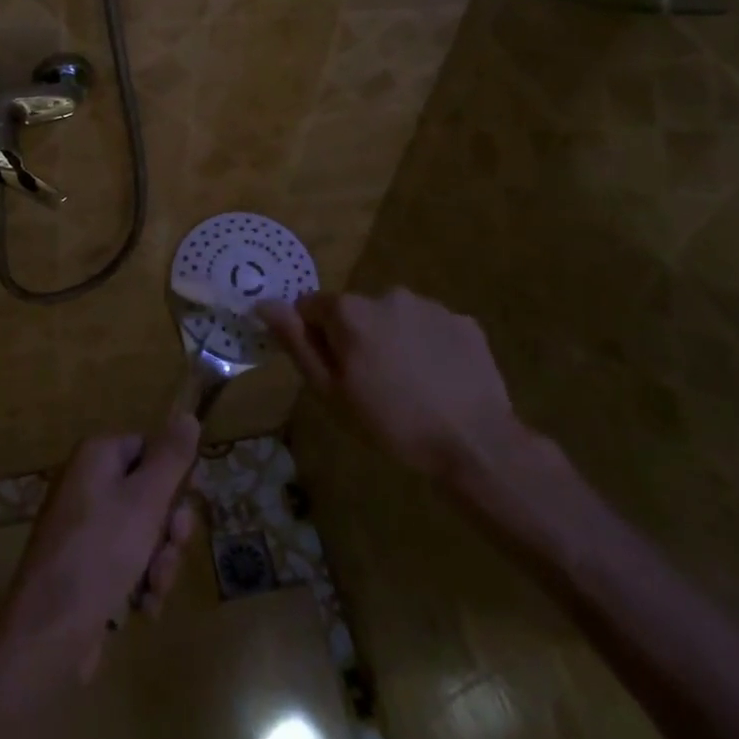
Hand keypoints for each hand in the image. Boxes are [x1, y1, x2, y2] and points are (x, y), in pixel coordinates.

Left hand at [0, 416, 199, 680]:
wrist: (47, 636)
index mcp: (96, 457)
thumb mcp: (146, 501)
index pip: (149, 448)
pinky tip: (142, 607)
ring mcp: (84, 529)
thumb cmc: (99, 554)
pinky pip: (127, 563)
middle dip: (168, 530)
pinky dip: (140, 584)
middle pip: (150, 493)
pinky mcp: (85, 568)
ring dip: (159, 563)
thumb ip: (172, 458)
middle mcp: (87, 485)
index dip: (174, 477)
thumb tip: (188, 416)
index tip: (189, 503)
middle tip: (171, 549)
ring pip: (144, 534)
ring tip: (153, 589)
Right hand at [259, 289, 529, 482]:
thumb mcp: (331, 391)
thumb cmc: (391, 423)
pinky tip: (439, 381)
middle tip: (371, 384)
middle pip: (356, 311)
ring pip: (395, 318)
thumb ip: (297, 343)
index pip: (312, 307)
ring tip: (409, 386)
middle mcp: (388, 294)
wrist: (474, 443)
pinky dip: (429, 347)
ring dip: (393, 340)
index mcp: (350, 312)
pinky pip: (432, 328)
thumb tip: (264, 303)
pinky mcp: (464, 322)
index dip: (315, 337)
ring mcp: (430, 306)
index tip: (332, 371)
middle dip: (356, 337)